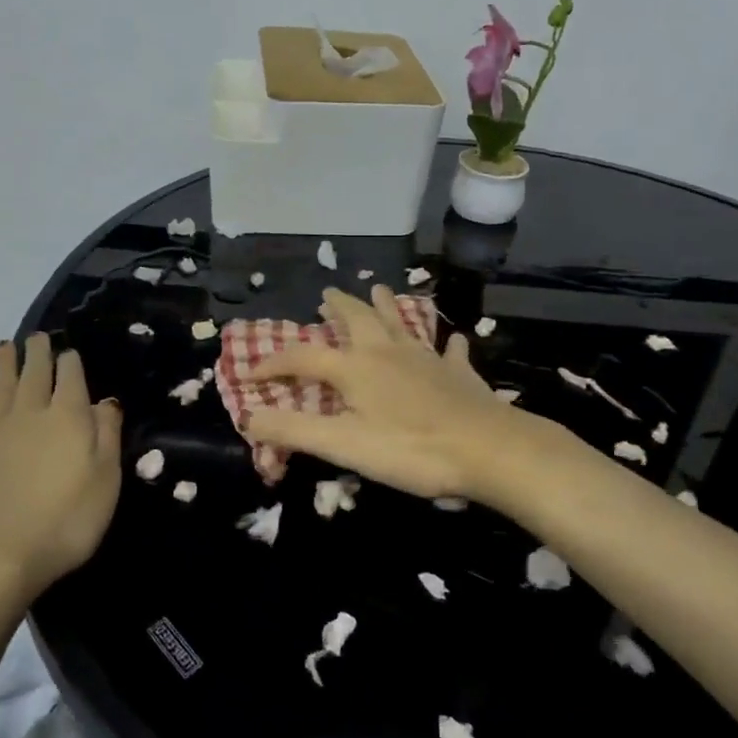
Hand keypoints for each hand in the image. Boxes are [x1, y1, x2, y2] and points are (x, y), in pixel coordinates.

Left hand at [0, 334, 122, 605]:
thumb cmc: (64, 521)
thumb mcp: (105, 481)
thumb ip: (106, 436)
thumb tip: (105, 401)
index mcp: (68, 417)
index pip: (70, 377)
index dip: (70, 362)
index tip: (69, 351)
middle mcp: (30, 413)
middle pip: (34, 373)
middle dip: (37, 352)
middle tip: (36, 336)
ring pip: (0, 386)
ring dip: (3, 364)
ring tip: (3, 346)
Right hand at [245, 286, 567, 502]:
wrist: (488, 449)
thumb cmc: (410, 449)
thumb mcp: (343, 445)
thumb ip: (295, 431)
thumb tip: (249, 417)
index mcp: (355, 367)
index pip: (303, 357)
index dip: (275, 363)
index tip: (252, 372)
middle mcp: (387, 351)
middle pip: (357, 319)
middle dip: (338, 307)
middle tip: (327, 295)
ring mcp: (426, 358)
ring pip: (400, 322)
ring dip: (386, 306)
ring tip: (378, 288)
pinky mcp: (458, 372)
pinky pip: (450, 351)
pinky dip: (445, 344)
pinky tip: (452, 340)